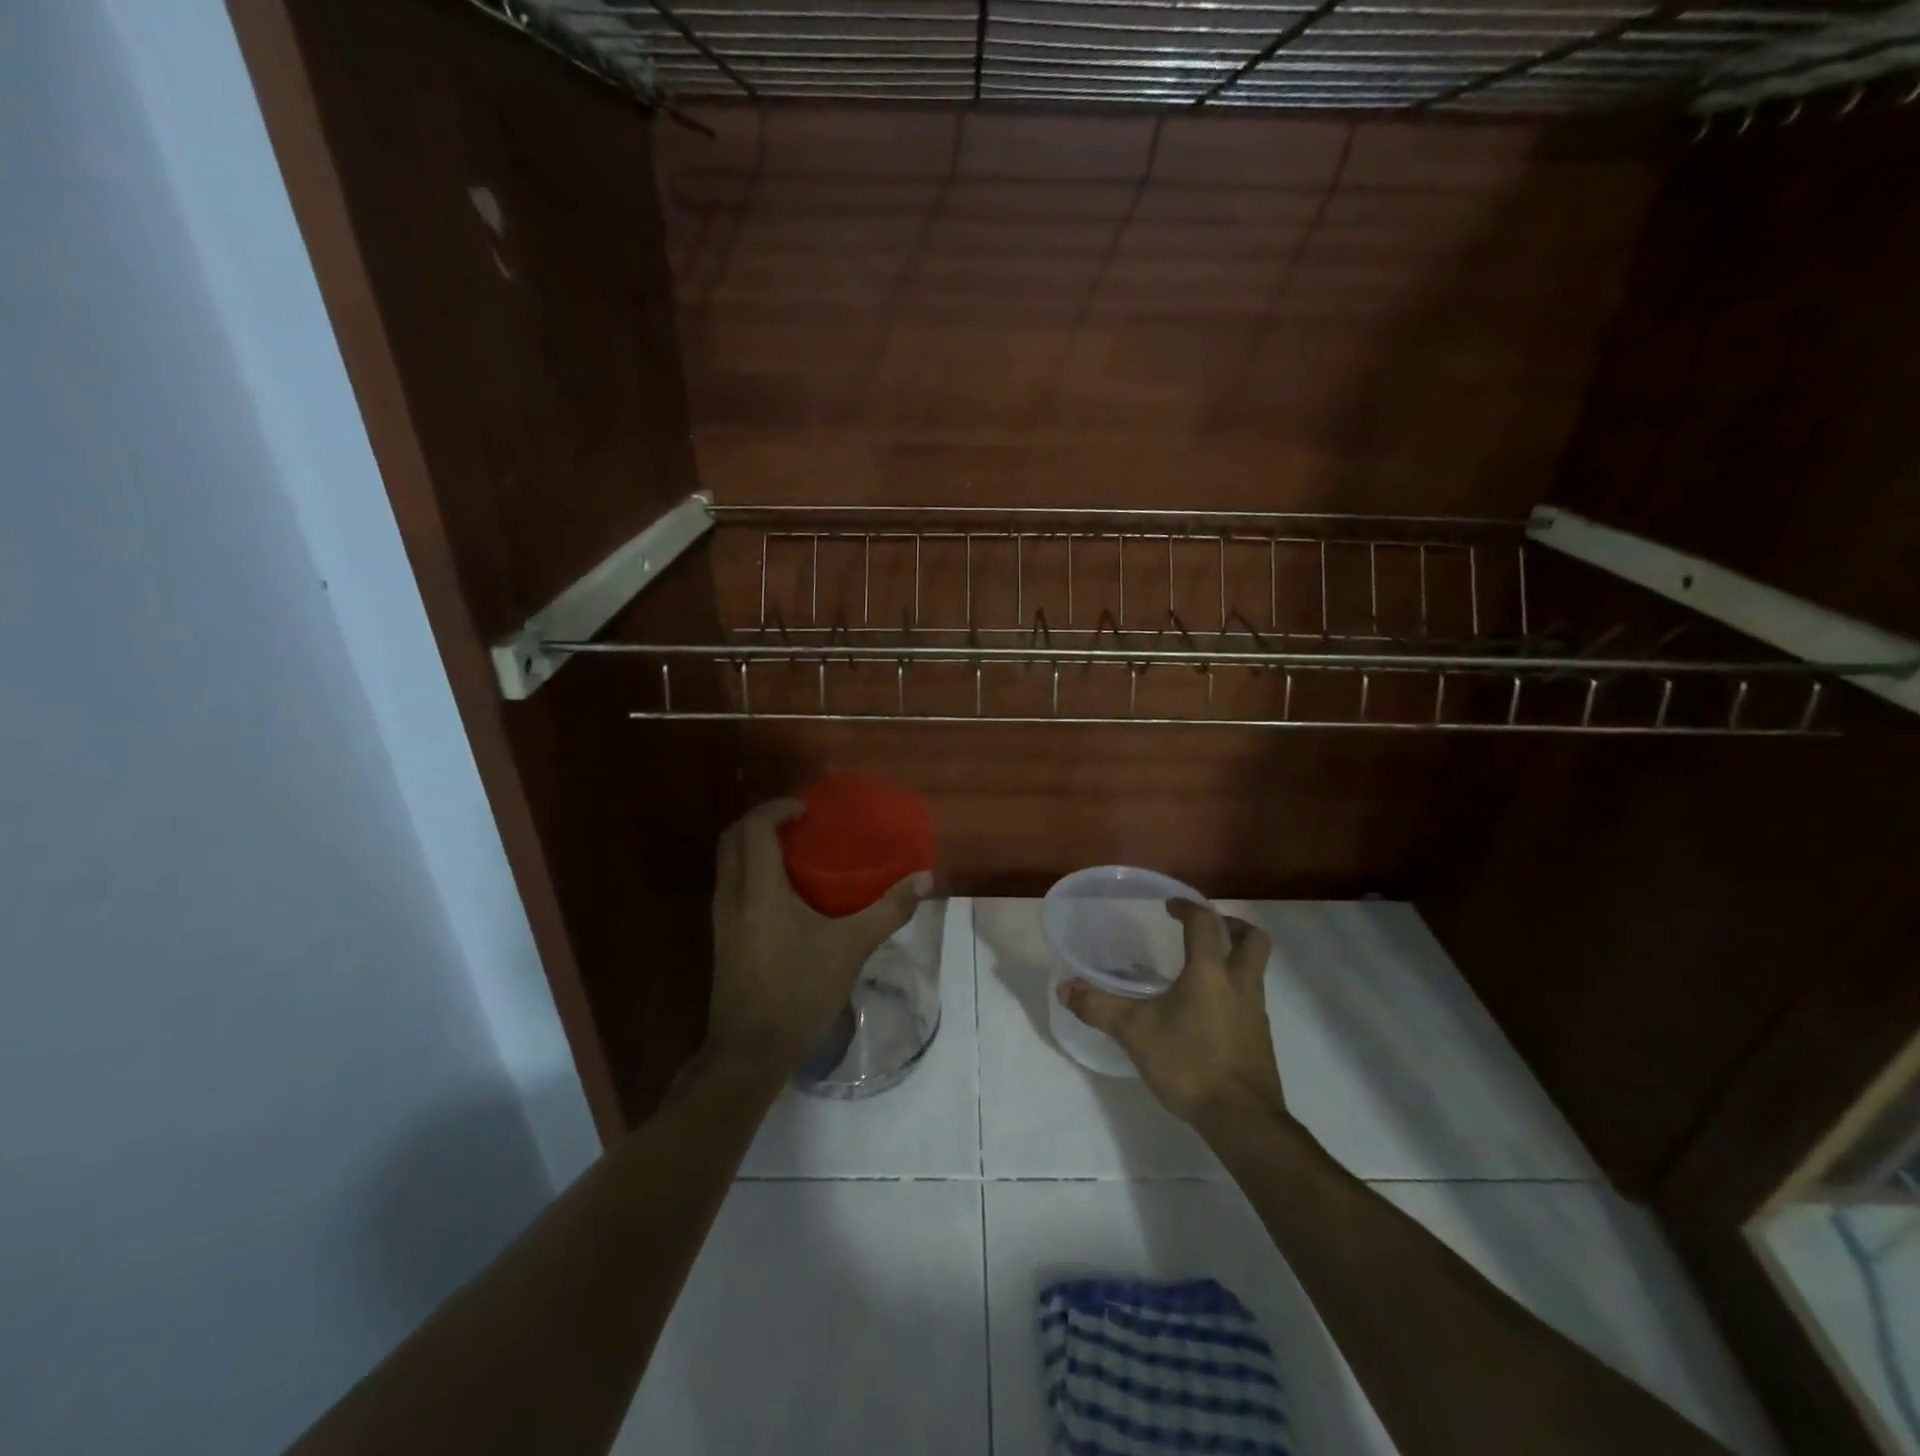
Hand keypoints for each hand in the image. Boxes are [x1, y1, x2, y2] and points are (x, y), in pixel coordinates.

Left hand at [708, 799, 932, 1075]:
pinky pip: (731, 886)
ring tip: (792, 851)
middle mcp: (732, 895)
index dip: (777, 808)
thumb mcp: (850, 948)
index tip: (807, 809)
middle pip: (733, 838)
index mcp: (758, 889)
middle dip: (761, 822)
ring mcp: (722, 918)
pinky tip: (782, 892)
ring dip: (753, 846)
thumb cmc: (798, 991)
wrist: (750, 1051)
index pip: (755, 828)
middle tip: (797, 823)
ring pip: (728, 863)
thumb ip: (888, 910)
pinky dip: (751, 871)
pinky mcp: (722, 939)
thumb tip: (923, 879)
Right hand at [1057, 900, 1283, 1128]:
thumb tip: (1065, 989)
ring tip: (1202, 969)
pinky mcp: (1260, 1040)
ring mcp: (1256, 1013)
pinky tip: (1207, 1012)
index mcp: (1210, 973)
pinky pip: (1251, 1000)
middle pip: (1253, 940)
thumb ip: (1099, 1008)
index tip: (1170, 906)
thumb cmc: (1189, 1064)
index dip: (1188, 907)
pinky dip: (1233, 992)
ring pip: (1255, 970)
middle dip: (1232, 925)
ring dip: (1234, 959)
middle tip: (1206, 928)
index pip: (1205, 923)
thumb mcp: (1134, 1033)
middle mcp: (1240, 984)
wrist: (1242, 1119)